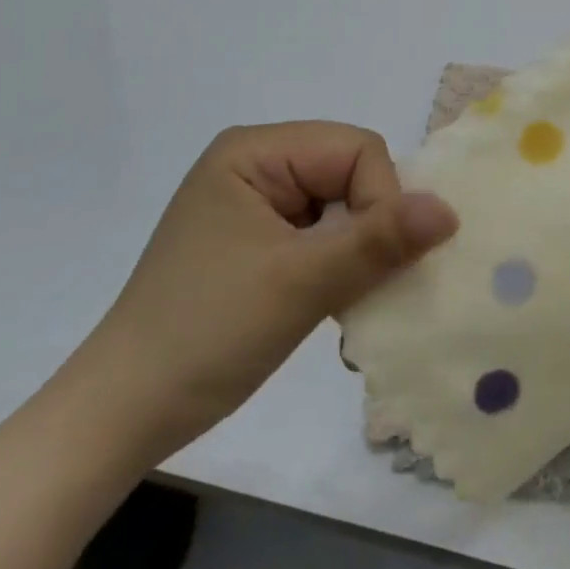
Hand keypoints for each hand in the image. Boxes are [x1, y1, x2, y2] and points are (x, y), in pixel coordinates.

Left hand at [70, 122, 457, 456]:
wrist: (119, 419)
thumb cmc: (205, 335)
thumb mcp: (301, 284)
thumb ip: (379, 240)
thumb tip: (450, 209)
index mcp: (255, 151)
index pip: (355, 150)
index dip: (379, 199)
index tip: (370, 264)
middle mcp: (256, 164)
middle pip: (351, 174)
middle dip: (369, 228)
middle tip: (366, 288)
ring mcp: (255, 203)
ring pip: (342, 207)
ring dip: (357, 253)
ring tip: (351, 304)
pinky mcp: (257, 240)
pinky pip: (321, 234)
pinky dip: (338, 267)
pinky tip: (335, 306)